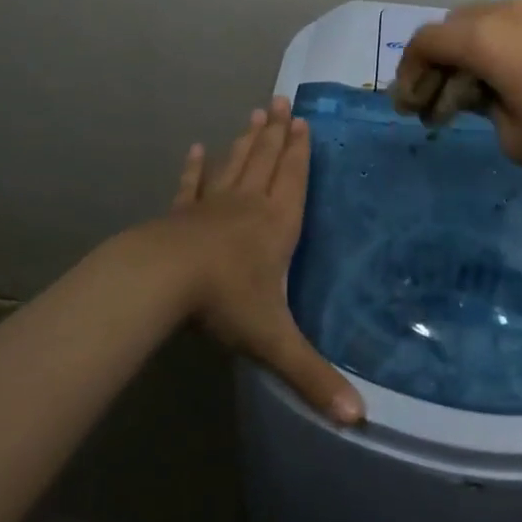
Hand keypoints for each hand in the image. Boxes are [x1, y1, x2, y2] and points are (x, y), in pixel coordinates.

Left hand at [153, 97, 363, 424]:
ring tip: (255, 114)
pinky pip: (192, 185)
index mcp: (276, 225)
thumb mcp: (275, 340)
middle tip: (281, 101)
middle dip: (276, 134)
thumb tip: (360, 420)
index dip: (300, 152)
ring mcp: (211, 206)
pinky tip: (196, 149)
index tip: (302, 122)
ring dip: (246, 140)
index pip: (293, 180)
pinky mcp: (181, 214)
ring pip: (235, 164)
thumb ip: (314, 377)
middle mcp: (248, 206)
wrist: (161, 280)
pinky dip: (195, 168)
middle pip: (266, 162)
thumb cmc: (225, 301)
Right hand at [397, 0, 521, 171]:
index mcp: (484, 39)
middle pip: (453, 26)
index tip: (410, 105)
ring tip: (486, 88)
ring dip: (474, 51)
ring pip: (489, 20)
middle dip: (439, 63)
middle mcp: (506, 10)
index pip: (426, 42)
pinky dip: (509, 44)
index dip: (407, 72)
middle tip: (443, 101)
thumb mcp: (514, 138)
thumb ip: (483, 110)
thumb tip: (487, 94)